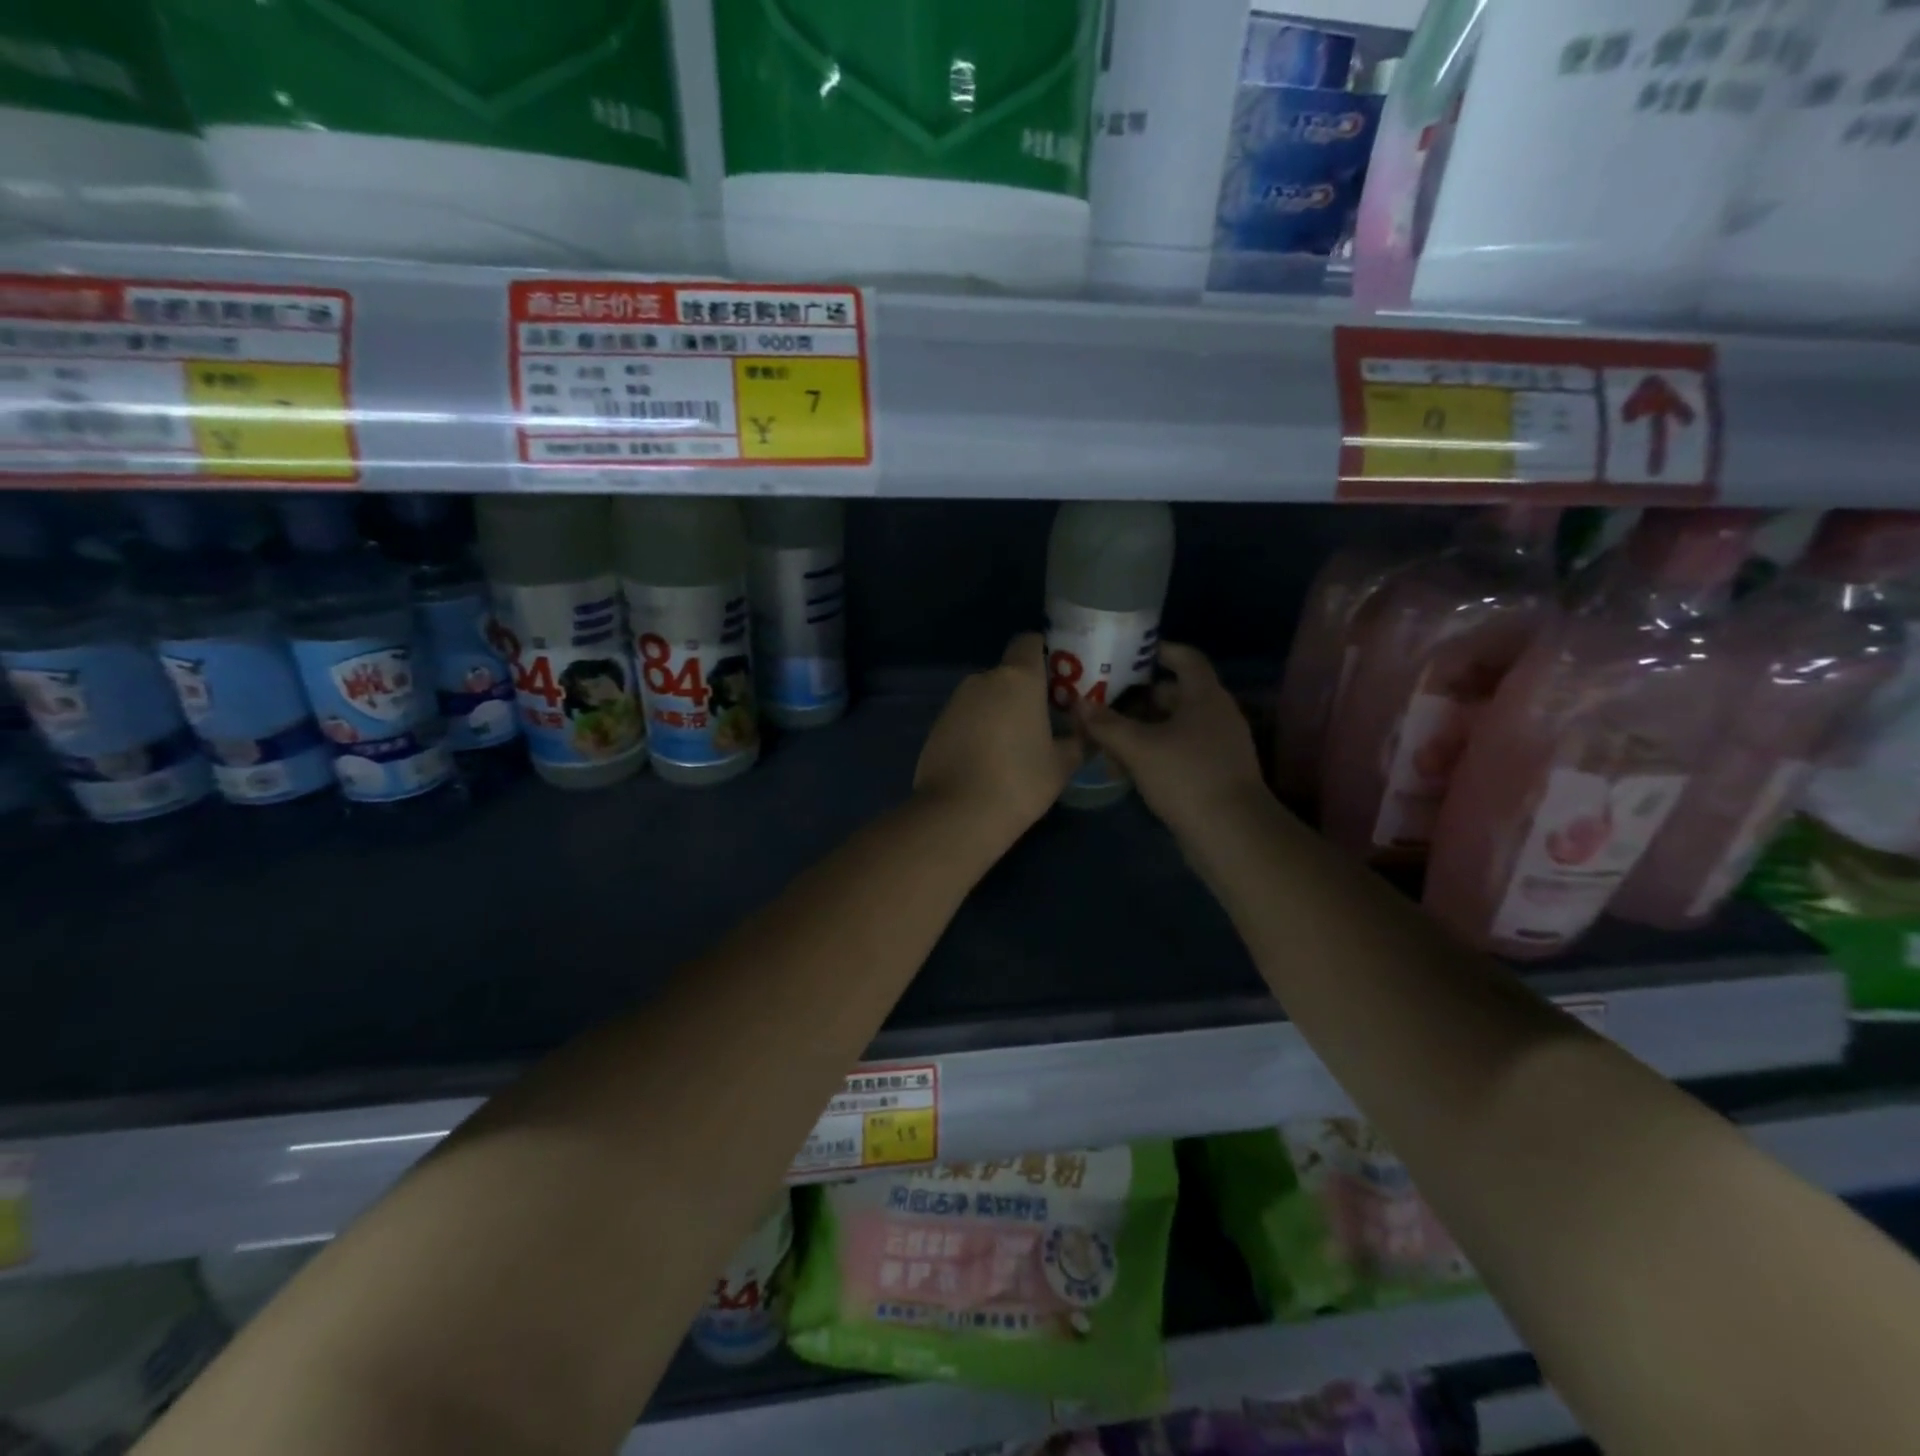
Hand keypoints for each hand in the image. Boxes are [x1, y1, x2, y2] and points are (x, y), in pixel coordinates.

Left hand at [915, 634, 1083, 843]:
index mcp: (1018, 679)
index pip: (1029, 642)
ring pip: (984, 696)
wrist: (958, 814)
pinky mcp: (936, 725)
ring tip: (1012, 747)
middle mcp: (983, 679)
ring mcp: (955, 702)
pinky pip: (965, 717)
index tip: (1056, 680)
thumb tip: (1086, 732)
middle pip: (1007, 673)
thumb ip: (1077, 741)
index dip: (1043, 654)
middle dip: (1022, 692)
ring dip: (998, 712)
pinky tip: (985, 761)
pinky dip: (977, 729)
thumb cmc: (1020, 782)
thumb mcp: (1061, 765)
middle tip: (1040, 722)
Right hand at [1074, 643, 1267, 842]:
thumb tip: (1078, 704)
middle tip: (1107, 699)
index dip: (1161, 650)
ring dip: (1144, 729)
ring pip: (1175, 727)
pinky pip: (1180, 752)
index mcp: (1205, 697)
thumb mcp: (1138, 748)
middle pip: (1177, 694)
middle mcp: (1216, 715)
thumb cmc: (1186, 777)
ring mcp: (1219, 747)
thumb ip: (1106, 724)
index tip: (1133, 653)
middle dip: (1141, 697)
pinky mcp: (1214, 774)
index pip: (1187, 659)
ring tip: (1109, 737)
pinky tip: (1128, 770)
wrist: (1231, 834)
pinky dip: (1155, 753)